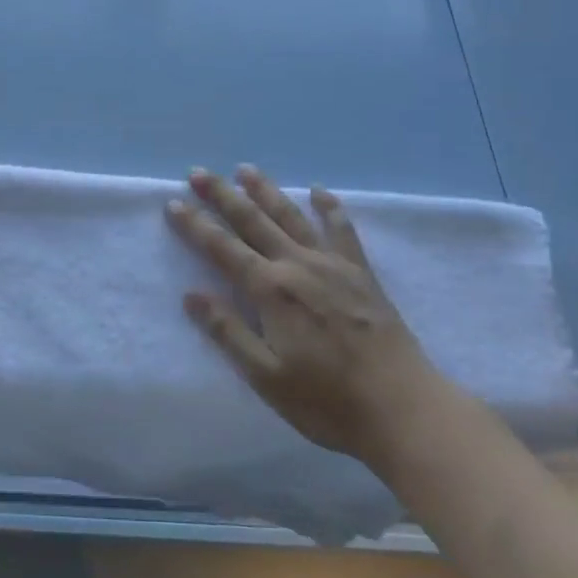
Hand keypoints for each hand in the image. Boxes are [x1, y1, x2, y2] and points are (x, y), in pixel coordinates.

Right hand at [168, 166, 437, 467]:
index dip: (196, 225)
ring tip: (245, 169)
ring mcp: (332, 264)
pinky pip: (341, 230)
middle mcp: (298, 265)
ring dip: (266, 190)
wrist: (403, 407)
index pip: (223, 248)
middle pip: (253, 221)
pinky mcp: (361, 272)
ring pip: (291, 216)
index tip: (174, 202)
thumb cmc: (328, 401)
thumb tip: (191, 295)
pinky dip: (329, 207)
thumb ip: (228, 333)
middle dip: (222, 195)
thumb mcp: (267, 378)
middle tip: (198, 171)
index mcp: (271, 290)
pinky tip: (318, 191)